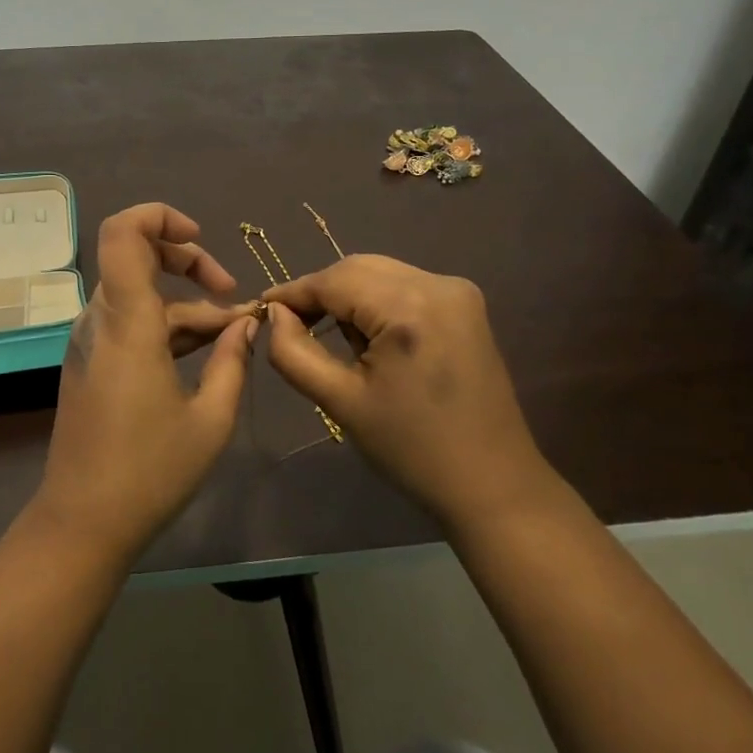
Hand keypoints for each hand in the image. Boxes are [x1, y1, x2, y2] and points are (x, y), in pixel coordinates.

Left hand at [36, 204, 257, 561]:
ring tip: (234, 337)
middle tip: (231, 295)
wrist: (82, 523)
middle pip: (136, 257)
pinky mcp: (91, 363)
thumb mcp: (210, 418)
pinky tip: (206, 354)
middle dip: (189, 263)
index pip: (123, 234)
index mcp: (127, 323)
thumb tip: (248, 324)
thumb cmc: (149, 472)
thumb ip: (233, 361)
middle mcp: (101, 320)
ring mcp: (91, 342)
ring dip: (187, 307)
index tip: (201, 238)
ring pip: (140, 296)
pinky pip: (131, 324)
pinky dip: (168, 328)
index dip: (160, 217)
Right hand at [262, 255, 553, 525]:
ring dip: (348, 296)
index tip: (260, 309)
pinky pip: (404, 285)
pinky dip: (376, 301)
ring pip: (380, 273)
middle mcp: (437, 284)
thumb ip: (294, 352)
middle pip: (357, 268)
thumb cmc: (412, 449)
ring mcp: (457, 291)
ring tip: (332, 338)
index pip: (333, 280)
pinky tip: (369, 337)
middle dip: (320, 292)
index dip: (293, 293)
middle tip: (291, 326)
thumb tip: (275, 315)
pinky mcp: (465, 305)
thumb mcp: (341, 402)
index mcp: (408, 308)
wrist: (492, 484)